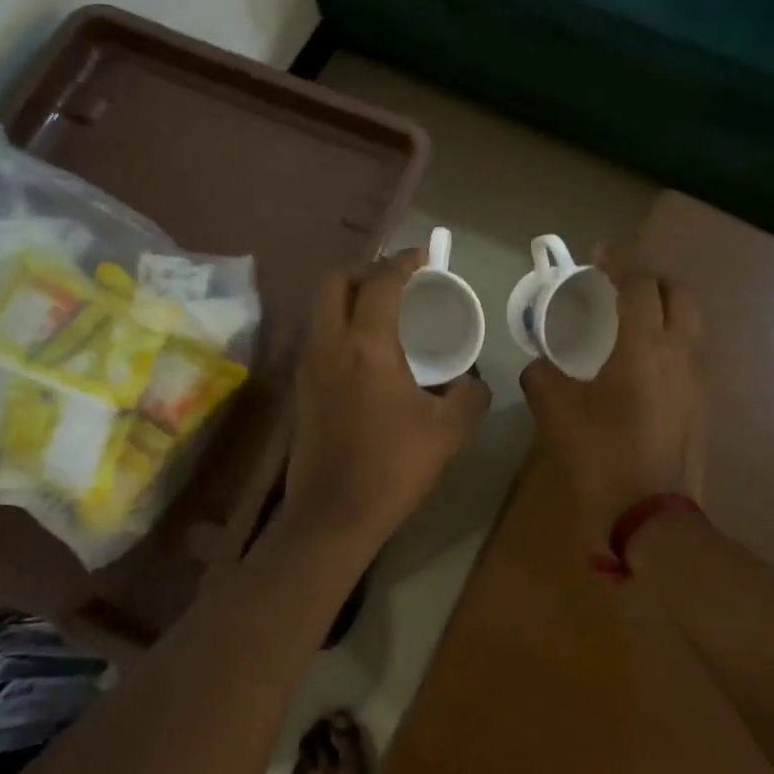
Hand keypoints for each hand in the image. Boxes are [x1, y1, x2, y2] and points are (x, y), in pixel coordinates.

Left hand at [284, 248, 491, 547]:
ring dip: (348, 296)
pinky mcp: (300, 387)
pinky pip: (317, 335)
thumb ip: (470, 395)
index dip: (403, 261)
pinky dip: (339, 324)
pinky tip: (364, 350)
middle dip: (365, 269)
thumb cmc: (393, 468)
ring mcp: (307, 365)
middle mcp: (329, 344)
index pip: (381, 282)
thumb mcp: (448, 432)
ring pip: (320, 308)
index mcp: (367, 346)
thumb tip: (473, 379)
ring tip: (382, 310)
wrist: (332, 516)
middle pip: (335, 281)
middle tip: (396, 280)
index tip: (423, 256)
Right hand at [521, 252, 703, 537]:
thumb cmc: (603, 461)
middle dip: (651, 279)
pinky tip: (642, 363)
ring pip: (691, 323)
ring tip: (631, 320)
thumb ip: (542, 379)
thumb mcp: (558, 418)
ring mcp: (699, 381)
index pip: (639, 285)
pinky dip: (670, 339)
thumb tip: (538, 364)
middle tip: (620, 285)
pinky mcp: (703, 405)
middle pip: (679, 294)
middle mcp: (680, 354)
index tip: (599, 254)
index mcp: (644, 349)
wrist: (654, 522)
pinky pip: (690, 353)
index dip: (619, 263)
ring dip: (665, 308)